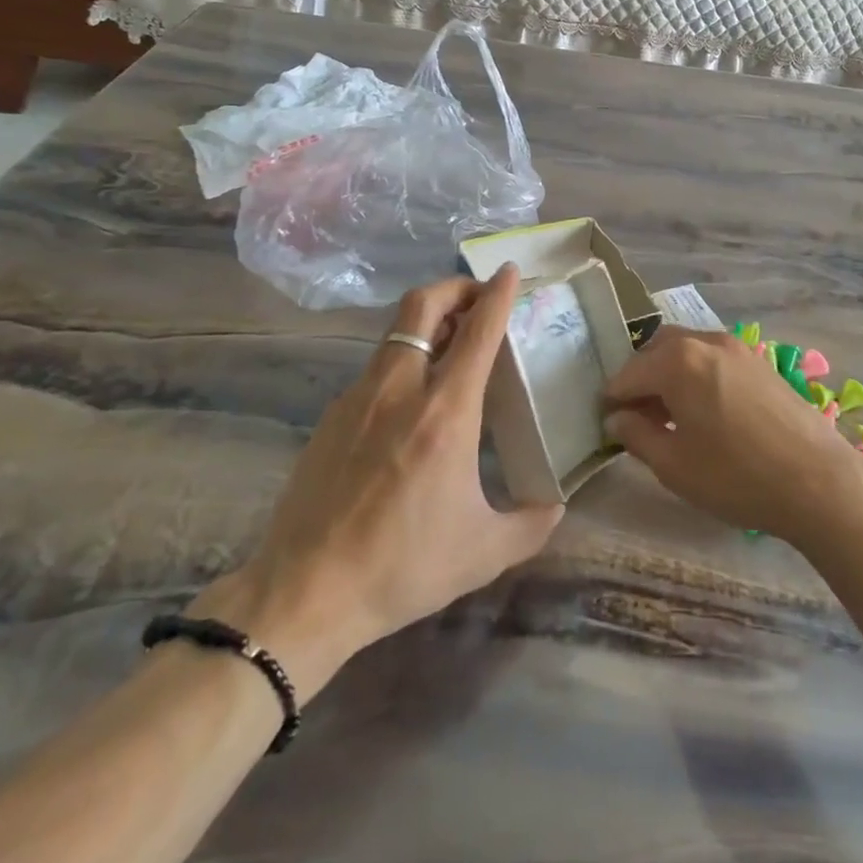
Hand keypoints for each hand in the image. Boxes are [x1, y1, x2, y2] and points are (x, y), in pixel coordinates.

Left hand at [192, 265, 560, 688]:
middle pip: (423, 305)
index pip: (477, 331)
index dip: (497, 294)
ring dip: (428, 321)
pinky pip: (376, 366)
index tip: (509, 270)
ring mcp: (360, 397)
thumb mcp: (483, 552)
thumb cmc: (403, 566)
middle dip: (455, 287)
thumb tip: (557, 504)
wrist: (305, 592)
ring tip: (451, 343)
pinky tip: (411, 400)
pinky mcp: (333, 415)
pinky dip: (403, 359)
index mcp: (446, 412)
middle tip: (478, 298)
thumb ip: (531, 523)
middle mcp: (402, 389)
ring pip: (396, 331)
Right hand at [604, 326, 862, 545]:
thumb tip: (616, 418)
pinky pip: (713, 358)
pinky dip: (696, 374)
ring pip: (687, 350)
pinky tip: (704, 411)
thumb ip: (636, 435)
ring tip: (670, 415)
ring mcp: (737, 347)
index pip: (628, 373)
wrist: (819, 481)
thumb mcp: (674, 465)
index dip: (612, 398)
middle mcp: (705, 341)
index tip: (605, 421)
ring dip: (669, 373)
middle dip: (640, 378)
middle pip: (657, 350)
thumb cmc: (736, 476)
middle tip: (636, 415)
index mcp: (677, 361)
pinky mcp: (760, 362)